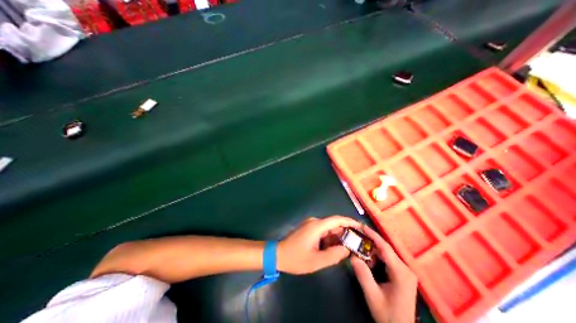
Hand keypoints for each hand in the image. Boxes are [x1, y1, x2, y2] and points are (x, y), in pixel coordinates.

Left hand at [275, 215, 357, 273]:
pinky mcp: (309, 229)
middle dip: (345, 232)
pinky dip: (330, 238)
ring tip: (348, 248)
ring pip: (329, 228)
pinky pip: (323, 231)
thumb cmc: (296, 258)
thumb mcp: (316, 261)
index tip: (361, 227)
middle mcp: (314, 222)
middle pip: (334, 224)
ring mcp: (311, 224)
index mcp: (317, 226)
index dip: (350, 221)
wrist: (278, 254)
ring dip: (337, 237)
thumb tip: (347, 249)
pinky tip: (334, 248)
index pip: (337, 220)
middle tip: (357, 243)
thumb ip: (334, 255)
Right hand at [351, 224, 419, 322]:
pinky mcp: (401, 274)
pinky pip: (386, 259)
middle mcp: (405, 269)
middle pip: (385, 249)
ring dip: (372, 249)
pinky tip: (368, 259)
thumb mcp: (372, 296)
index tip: (361, 226)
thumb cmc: (388, 315)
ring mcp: (404, 271)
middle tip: (356, 235)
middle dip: (370, 241)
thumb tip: (352, 256)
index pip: (385, 248)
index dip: (373, 235)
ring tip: (359, 246)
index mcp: (401, 272)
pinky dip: (376, 256)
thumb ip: (363, 275)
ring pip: (385, 253)